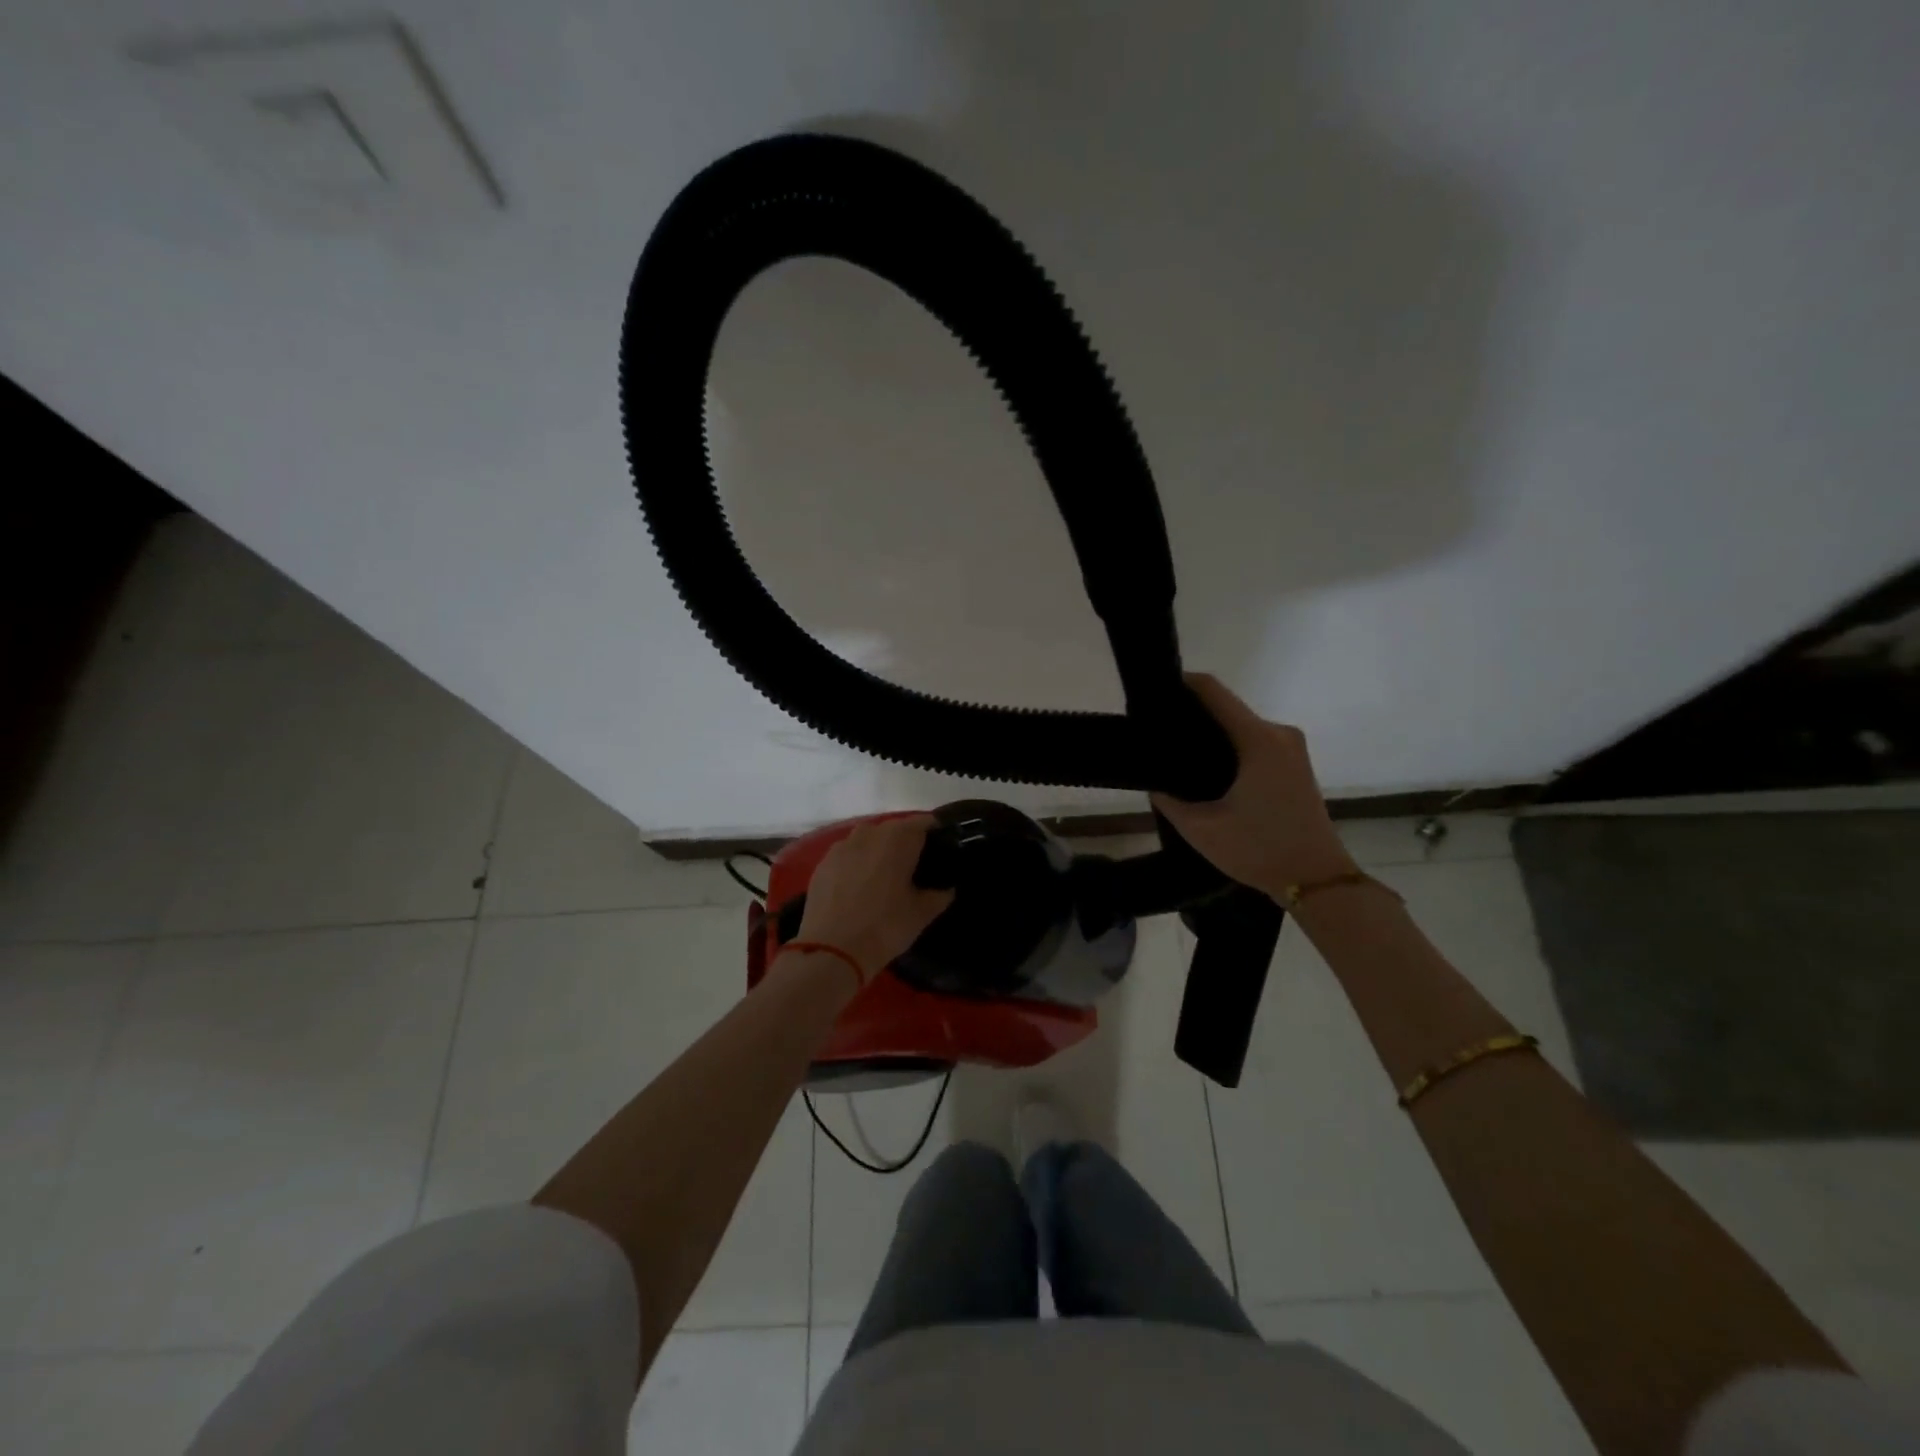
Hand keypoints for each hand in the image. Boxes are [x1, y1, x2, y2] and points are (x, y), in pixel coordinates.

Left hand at [793, 815, 954, 978]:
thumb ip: (939, 896)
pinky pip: (847, 854)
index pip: (923, 823)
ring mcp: (842, 846)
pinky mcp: (823, 863)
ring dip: (879, 849)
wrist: (832, 949)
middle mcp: (870, 833)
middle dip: (905, 841)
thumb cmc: (885, 926)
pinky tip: (859, 884)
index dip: (934, 832)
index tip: (940, 848)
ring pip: (867, 838)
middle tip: (914, 865)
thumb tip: (947, 889)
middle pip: (894, 829)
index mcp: (899, 839)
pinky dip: (857, 862)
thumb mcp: (921, 914)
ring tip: (885, 873)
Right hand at [1151, 674, 1355, 899]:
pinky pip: (1254, 742)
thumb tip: (1155, 782)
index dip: (1181, 683)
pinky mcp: (1294, 764)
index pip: (1214, 691)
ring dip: (1210, 733)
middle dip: (1191, 713)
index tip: (1152, 691)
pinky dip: (1228, 747)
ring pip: (1240, 726)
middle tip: (1155, 731)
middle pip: (1227, 707)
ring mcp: (1291, 748)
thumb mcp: (1202, 829)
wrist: (1318, 882)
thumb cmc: (1260, 850)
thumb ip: (1170, 800)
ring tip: (1174, 751)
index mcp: (1258, 741)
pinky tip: (1205, 768)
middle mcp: (1278, 734)